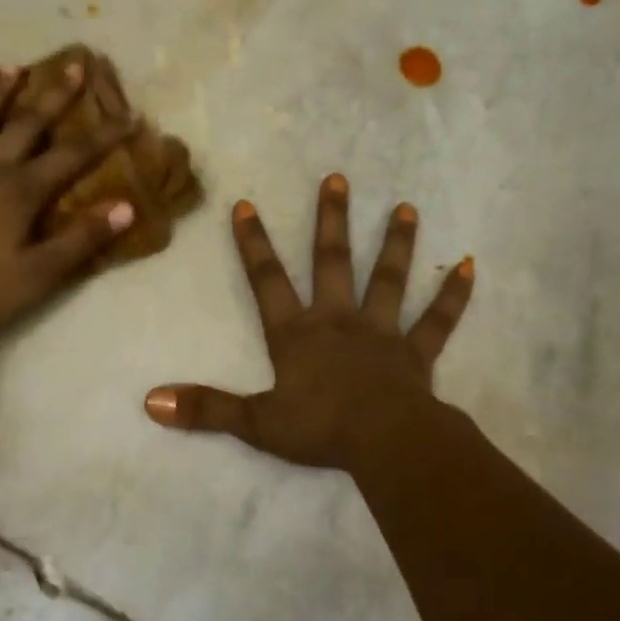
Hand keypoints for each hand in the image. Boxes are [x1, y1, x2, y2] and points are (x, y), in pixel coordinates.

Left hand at [0, 62, 134, 357]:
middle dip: (54, 96)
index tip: (130, 115)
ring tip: (12, 68)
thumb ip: (82, 239)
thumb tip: (125, 207)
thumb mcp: (41, 275)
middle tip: (74, 65)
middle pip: (26, 125)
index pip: (72, 156)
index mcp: (20, 192)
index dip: (104, 135)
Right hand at [143, 173, 473, 470]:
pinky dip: (453, 295)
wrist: (384, 442)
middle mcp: (338, 320)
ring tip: (406, 207)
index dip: (253, 244)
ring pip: (388, 280)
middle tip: (337, 178)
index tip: (245, 204)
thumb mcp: (255, 423)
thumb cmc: (319, 429)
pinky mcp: (416, 353)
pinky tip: (469, 266)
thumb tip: (150, 401)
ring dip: (396, 243)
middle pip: (332, 262)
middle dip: (330, 220)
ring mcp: (381, 333)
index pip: (267, 281)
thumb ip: (205, 409)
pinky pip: (437, 320)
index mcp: (297, 334)